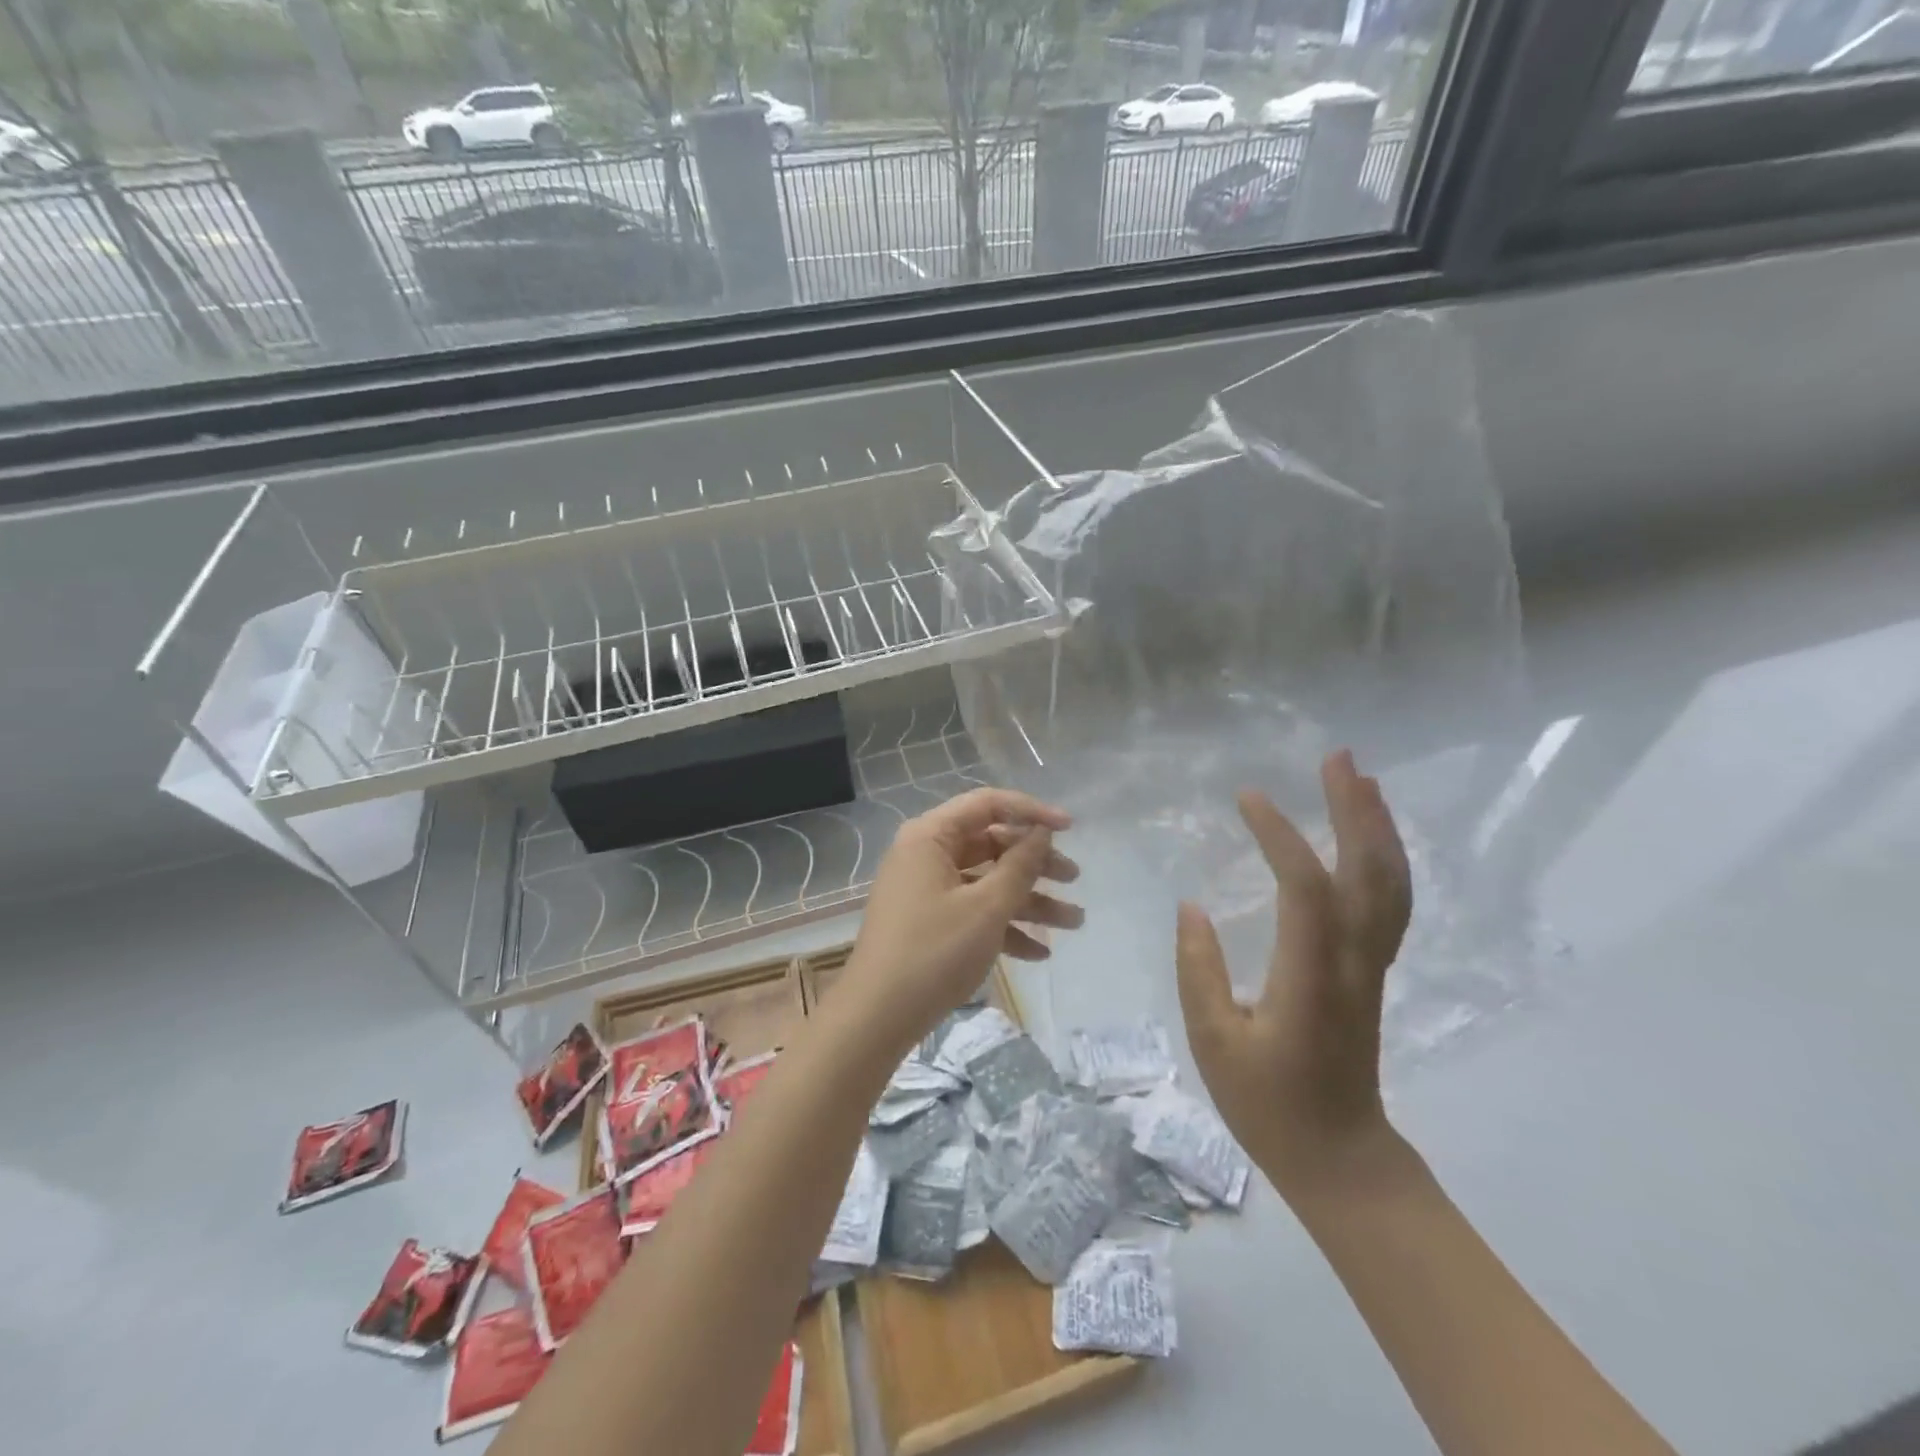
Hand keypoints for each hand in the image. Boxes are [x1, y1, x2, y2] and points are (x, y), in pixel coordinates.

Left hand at [840, 788, 1081, 1057]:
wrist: (877, 1016)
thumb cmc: (935, 951)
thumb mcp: (987, 907)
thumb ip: (1020, 865)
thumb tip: (1040, 831)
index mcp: (931, 836)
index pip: (987, 804)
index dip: (1032, 811)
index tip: (1071, 828)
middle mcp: (925, 854)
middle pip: (990, 843)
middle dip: (1035, 862)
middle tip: (1074, 878)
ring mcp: (925, 889)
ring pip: (986, 881)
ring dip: (1029, 900)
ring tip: (1074, 922)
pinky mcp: (928, 922)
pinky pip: (972, 911)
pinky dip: (1004, 926)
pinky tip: (1040, 953)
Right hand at [1175, 750, 1413, 1203]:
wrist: (1340, 1155)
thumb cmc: (1268, 1103)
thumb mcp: (1214, 1041)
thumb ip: (1200, 969)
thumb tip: (1192, 905)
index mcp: (1308, 975)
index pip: (1303, 887)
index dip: (1279, 835)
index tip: (1247, 798)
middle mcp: (1351, 960)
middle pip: (1368, 873)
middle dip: (1354, 811)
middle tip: (1339, 758)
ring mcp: (1370, 965)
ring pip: (1389, 885)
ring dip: (1378, 828)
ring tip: (1360, 780)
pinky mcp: (1371, 971)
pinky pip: (1389, 904)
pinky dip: (1384, 860)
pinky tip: (1368, 838)